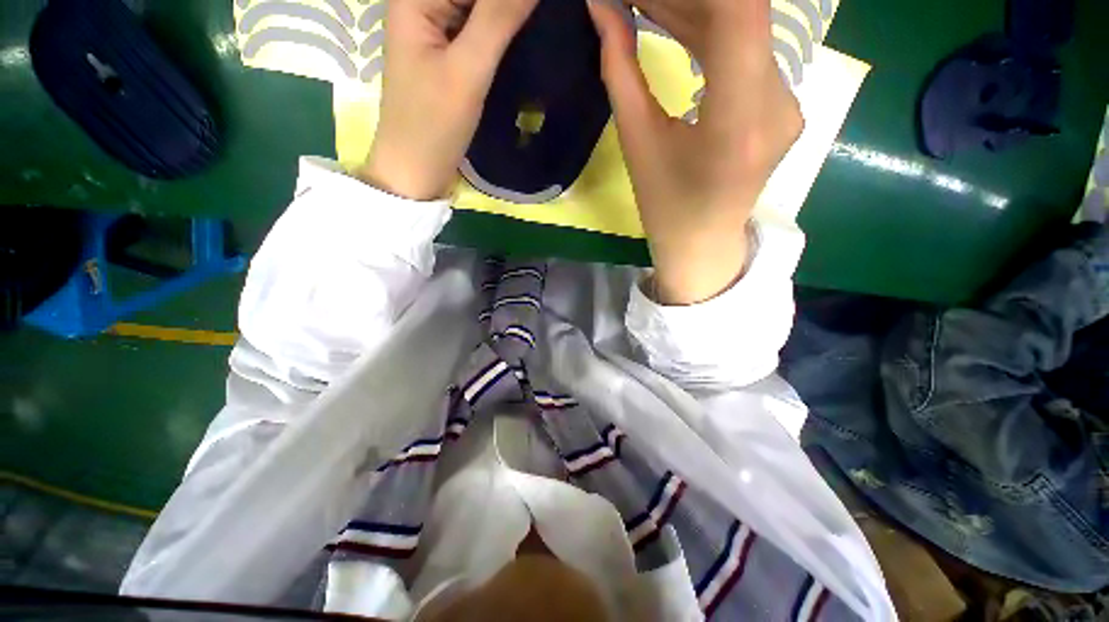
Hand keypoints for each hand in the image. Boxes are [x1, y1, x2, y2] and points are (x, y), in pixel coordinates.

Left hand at [357, 0, 537, 199]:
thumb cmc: (433, 125)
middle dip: (508, 6)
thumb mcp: (467, 70)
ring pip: (479, 8)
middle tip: (543, 19)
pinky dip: (502, 31)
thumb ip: (498, 17)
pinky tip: (525, 38)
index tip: (538, 11)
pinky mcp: (449, 54)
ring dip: (509, 15)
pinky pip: (480, 28)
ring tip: (541, 25)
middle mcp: (424, 3)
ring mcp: (437, 29)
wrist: (416, 171)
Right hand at [588, 0, 802, 303]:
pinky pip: (749, 50)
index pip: (739, 14)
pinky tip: (678, 21)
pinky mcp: (783, 103)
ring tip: (645, 2)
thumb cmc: (665, 207)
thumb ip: (621, 72)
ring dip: (694, 7)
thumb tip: (603, 11)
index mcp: (737, 123)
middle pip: (742, 12)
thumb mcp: (637, 145)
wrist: (703, 243)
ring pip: (746, 26)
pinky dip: (712, 29)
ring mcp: (788, 101)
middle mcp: (778, 103)